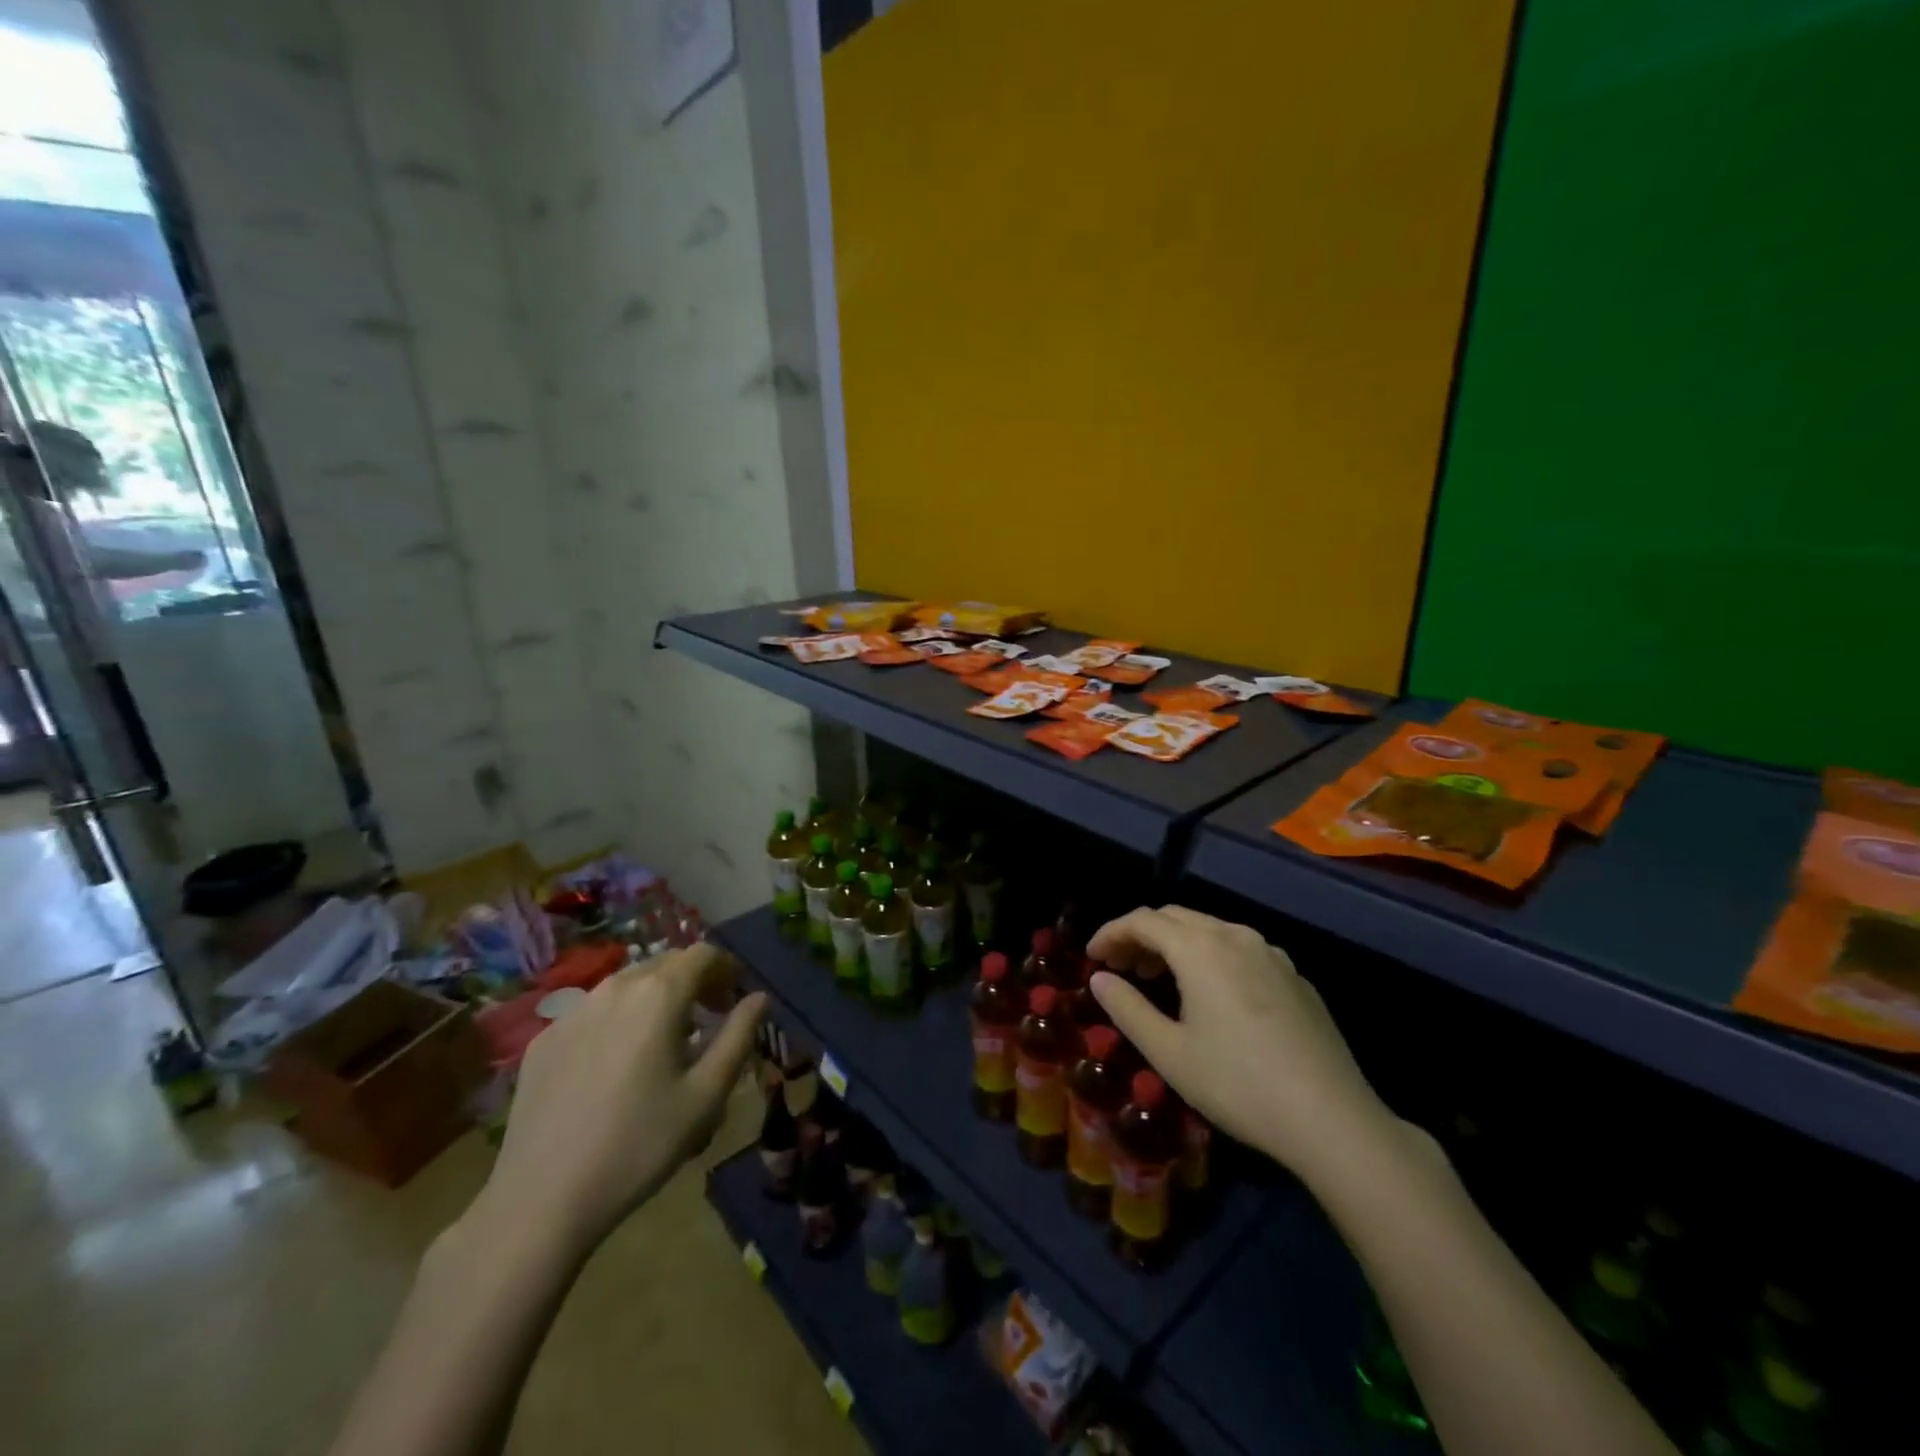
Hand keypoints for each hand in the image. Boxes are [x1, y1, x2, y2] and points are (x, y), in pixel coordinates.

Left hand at [473, 944, 765, 1258]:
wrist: (541, 1200)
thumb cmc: (640, 1144)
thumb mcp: (707, 1095)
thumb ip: (739, 1036)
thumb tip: (758, 998)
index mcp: (659, 995)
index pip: (702, 954)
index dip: (726, 968)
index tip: (734, 999)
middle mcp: (614, 988)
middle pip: (664, 963)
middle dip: (692, 981)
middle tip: (706, 1020)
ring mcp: (573, 1012)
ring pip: (626, 985)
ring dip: (654, 998)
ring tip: (662, 1042)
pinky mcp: (544, 1040)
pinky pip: (593, 1012)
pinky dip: (618, 1020)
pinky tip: (615, 1067)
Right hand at [1088, 906, 1391, 1185]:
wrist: (1332, 1119)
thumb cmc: (1239, 1084)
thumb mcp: (1170, 1053)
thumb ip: (1128, 1009)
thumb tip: (1100, 979)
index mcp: (1200, 949)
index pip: (1142, 920)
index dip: (1111, 933)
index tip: (1092, 957)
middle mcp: (1235, 936)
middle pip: (1176, 917)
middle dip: (1141, 935)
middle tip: (1121, 967)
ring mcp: (1271, 954)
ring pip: (1210, 929)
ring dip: (1176, 943)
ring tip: (1159, 978)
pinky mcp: (1294, 976)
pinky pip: (1239, 948)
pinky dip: (1210, 956)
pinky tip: (1211, 995)